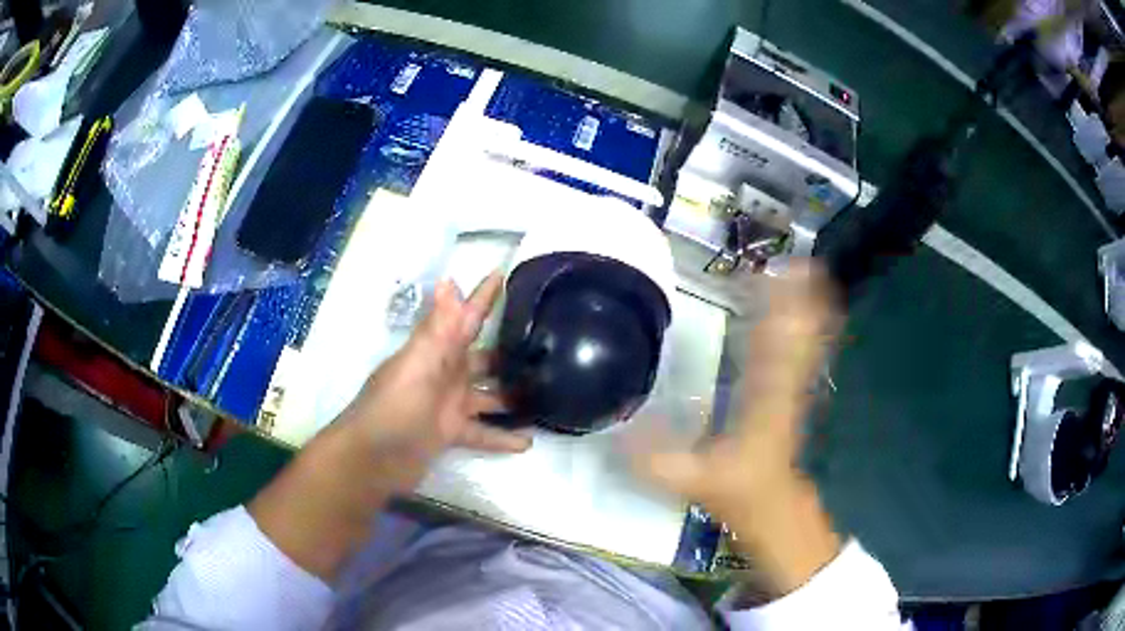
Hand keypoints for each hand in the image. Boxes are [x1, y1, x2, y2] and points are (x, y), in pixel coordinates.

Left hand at [250, 273, 529, 579]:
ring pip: (489, 395)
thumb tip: (449, 281)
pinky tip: (529, 442)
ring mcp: (448, 405)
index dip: (483, 296)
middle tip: (547, 345)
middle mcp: (445, 373)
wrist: (372, 459)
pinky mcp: (451, 433)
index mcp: (437, 351)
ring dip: (513, 395)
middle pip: (483, 357)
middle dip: (509, 350)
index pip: (466, 318)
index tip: (506, 274)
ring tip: (549, 393)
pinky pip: (483, 432)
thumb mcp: (417, 365)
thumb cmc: (394, 407)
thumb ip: (437, 329)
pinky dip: (502, 437)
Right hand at [636, 261, 841, 594]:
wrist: (773, 504)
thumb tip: (617, 429)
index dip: (773, 316)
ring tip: (801, 270)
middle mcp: (782, 388)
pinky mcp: (793, 390)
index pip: (769, 353)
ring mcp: (792, 388)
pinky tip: (806, 306)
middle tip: (791, 261)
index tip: (768, 281)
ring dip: (806, 307)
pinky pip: (804, 352)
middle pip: (795, 338)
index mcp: (760, 405)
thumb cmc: (737, 491)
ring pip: (805, 341)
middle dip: (796, 300)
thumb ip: (655, 460)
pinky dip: (808, 326)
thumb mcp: (690, 481)